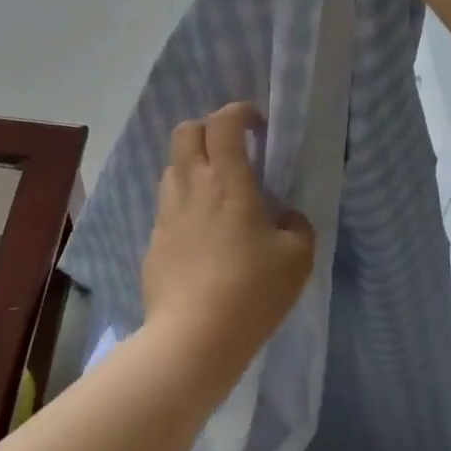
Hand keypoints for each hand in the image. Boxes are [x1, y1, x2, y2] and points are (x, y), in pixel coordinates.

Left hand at [141, 103, 313, 387]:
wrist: (192, 338)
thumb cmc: (251, 292)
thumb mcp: (297, 258)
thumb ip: (296, 224)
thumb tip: (284, 214)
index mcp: (227, 181)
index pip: (223, 122)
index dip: (240, 112)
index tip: (257, 126)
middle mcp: (191, 185)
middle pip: (186, 131)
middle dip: (208, 129)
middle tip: (232, 152)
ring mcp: (167, 212)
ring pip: (172, 167)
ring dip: (193, 166)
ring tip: (216, 194)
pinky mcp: (154, 239)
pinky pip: (168, 205)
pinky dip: (185, 204)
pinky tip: (201, 235)